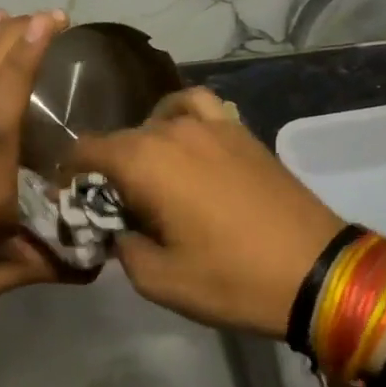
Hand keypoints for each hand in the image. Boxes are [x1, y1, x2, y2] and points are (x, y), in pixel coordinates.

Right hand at [73, 89, 342, 337]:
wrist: (315, 271)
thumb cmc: (232, 278)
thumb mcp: (159, 280)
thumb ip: (123, 247)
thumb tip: (118, 228)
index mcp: (144, 160)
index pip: (87, 149)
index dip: (70, 173)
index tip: (70, 199)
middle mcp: (171, 129)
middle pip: (122, 137)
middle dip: (109, 168)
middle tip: (115, 206)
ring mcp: (210, 123)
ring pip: (157, 120)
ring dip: (144, 144)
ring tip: (151, 176)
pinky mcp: (240, 129)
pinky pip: (197, 106)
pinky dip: (180, 116)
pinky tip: (185, 142)